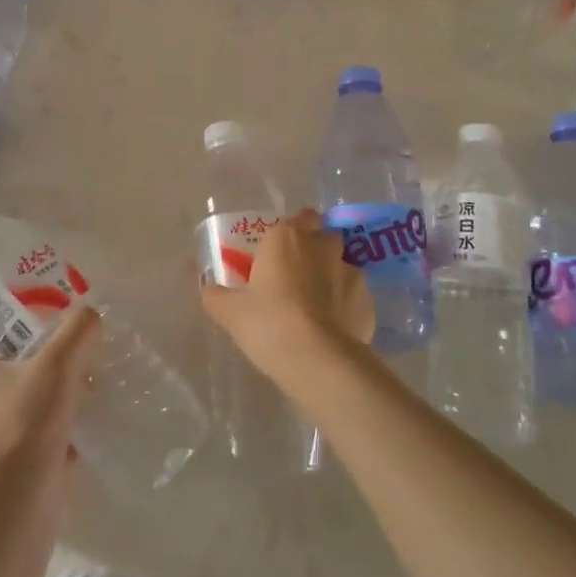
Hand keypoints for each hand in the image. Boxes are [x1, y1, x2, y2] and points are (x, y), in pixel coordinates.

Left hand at [0, 305, 101, 481]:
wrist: (24, 495)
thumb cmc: (28, 419)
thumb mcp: (57, 362)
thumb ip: (78, 329)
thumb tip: (92, 316)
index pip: (1, 316)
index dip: (31, 303)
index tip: (63, 301)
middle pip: (26, 346)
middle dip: (58, 339)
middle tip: (87, 330)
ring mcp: (4, 415)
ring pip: (41, 377)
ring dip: (69, 371)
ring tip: (98, 362)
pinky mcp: (25, 441)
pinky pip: (52, 408)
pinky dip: (72, 402)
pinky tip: (98, 397)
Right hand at [200, 210, 373, 389]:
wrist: (317, 359)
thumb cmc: (267, 323)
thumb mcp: (229, 312)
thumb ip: (215, 294)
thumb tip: (207, 288)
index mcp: (287, 237)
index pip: (299, 217)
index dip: (292, 231)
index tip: (280, 251)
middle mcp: (322, 246)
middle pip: (323, 236)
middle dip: (315, 248)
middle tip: (297, 274)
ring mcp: (350, 272)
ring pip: (342, 265)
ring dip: (332, 277)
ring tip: (317, 305)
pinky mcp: (368, 301)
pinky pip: (355, 296)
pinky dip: (346, 305)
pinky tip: (333, 328)